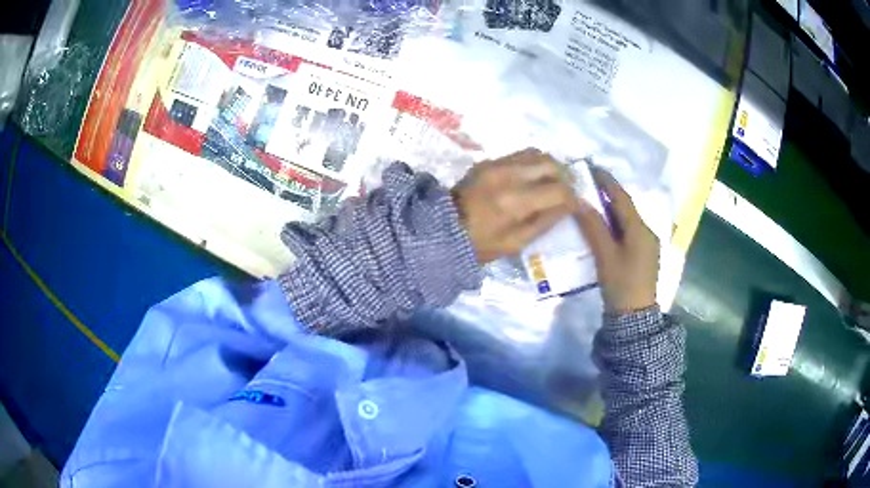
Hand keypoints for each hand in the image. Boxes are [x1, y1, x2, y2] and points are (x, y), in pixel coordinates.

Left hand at [452, 149, 578, 264]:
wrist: (442, 228)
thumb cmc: (480, 244)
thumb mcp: (516, 243)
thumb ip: (545, 222)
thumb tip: (568, 206)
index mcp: (517, 202)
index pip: (559, 190)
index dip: (573, 198)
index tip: (576, 205)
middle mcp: (509, 175)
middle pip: (551, 164)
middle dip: (565, 177)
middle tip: (567, 191)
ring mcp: (497, 164)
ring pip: (537, 154)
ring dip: (550, 167)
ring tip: (552, 182)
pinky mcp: (488, 161)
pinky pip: (520, 155)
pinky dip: (533, 164)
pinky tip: (533, 177)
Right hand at [574, 168, 658, 312]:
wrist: (634, 317)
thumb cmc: (621, 284)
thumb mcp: (605, 255)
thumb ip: (593, 227)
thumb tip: (579, 201)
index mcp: (640, 229)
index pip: (622, 198)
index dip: (607, 181)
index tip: (591, 167)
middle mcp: (646, 231)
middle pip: (626, 207)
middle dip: (608, 194)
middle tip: (587, 183)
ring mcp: (646, 244)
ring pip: (626, 219)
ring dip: (610, 209)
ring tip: (591, 201)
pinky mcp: (642, 254)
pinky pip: (627, 231)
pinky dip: (614, 223)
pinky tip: (603, 225)